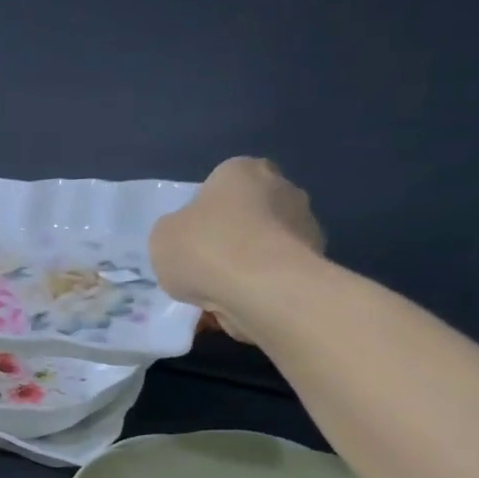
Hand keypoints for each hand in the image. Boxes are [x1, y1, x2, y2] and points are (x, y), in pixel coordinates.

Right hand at [149, 158, 324, 342]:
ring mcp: (305, 225)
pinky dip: (261, 288)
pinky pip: (276, 274)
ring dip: (246, 265)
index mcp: (242, 170)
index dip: (201, 213)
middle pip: (246, 214)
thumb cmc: (206, 249)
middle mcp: (282, 187)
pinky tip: (239, 307)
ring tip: (218, 296)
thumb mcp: (162, 237)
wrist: (263, 290)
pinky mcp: (316, 263)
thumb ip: (175, 230)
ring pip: (263, 246)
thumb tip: (189, 237)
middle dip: (228, 238)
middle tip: (203, 268)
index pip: (219, 184)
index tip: (190, 238)